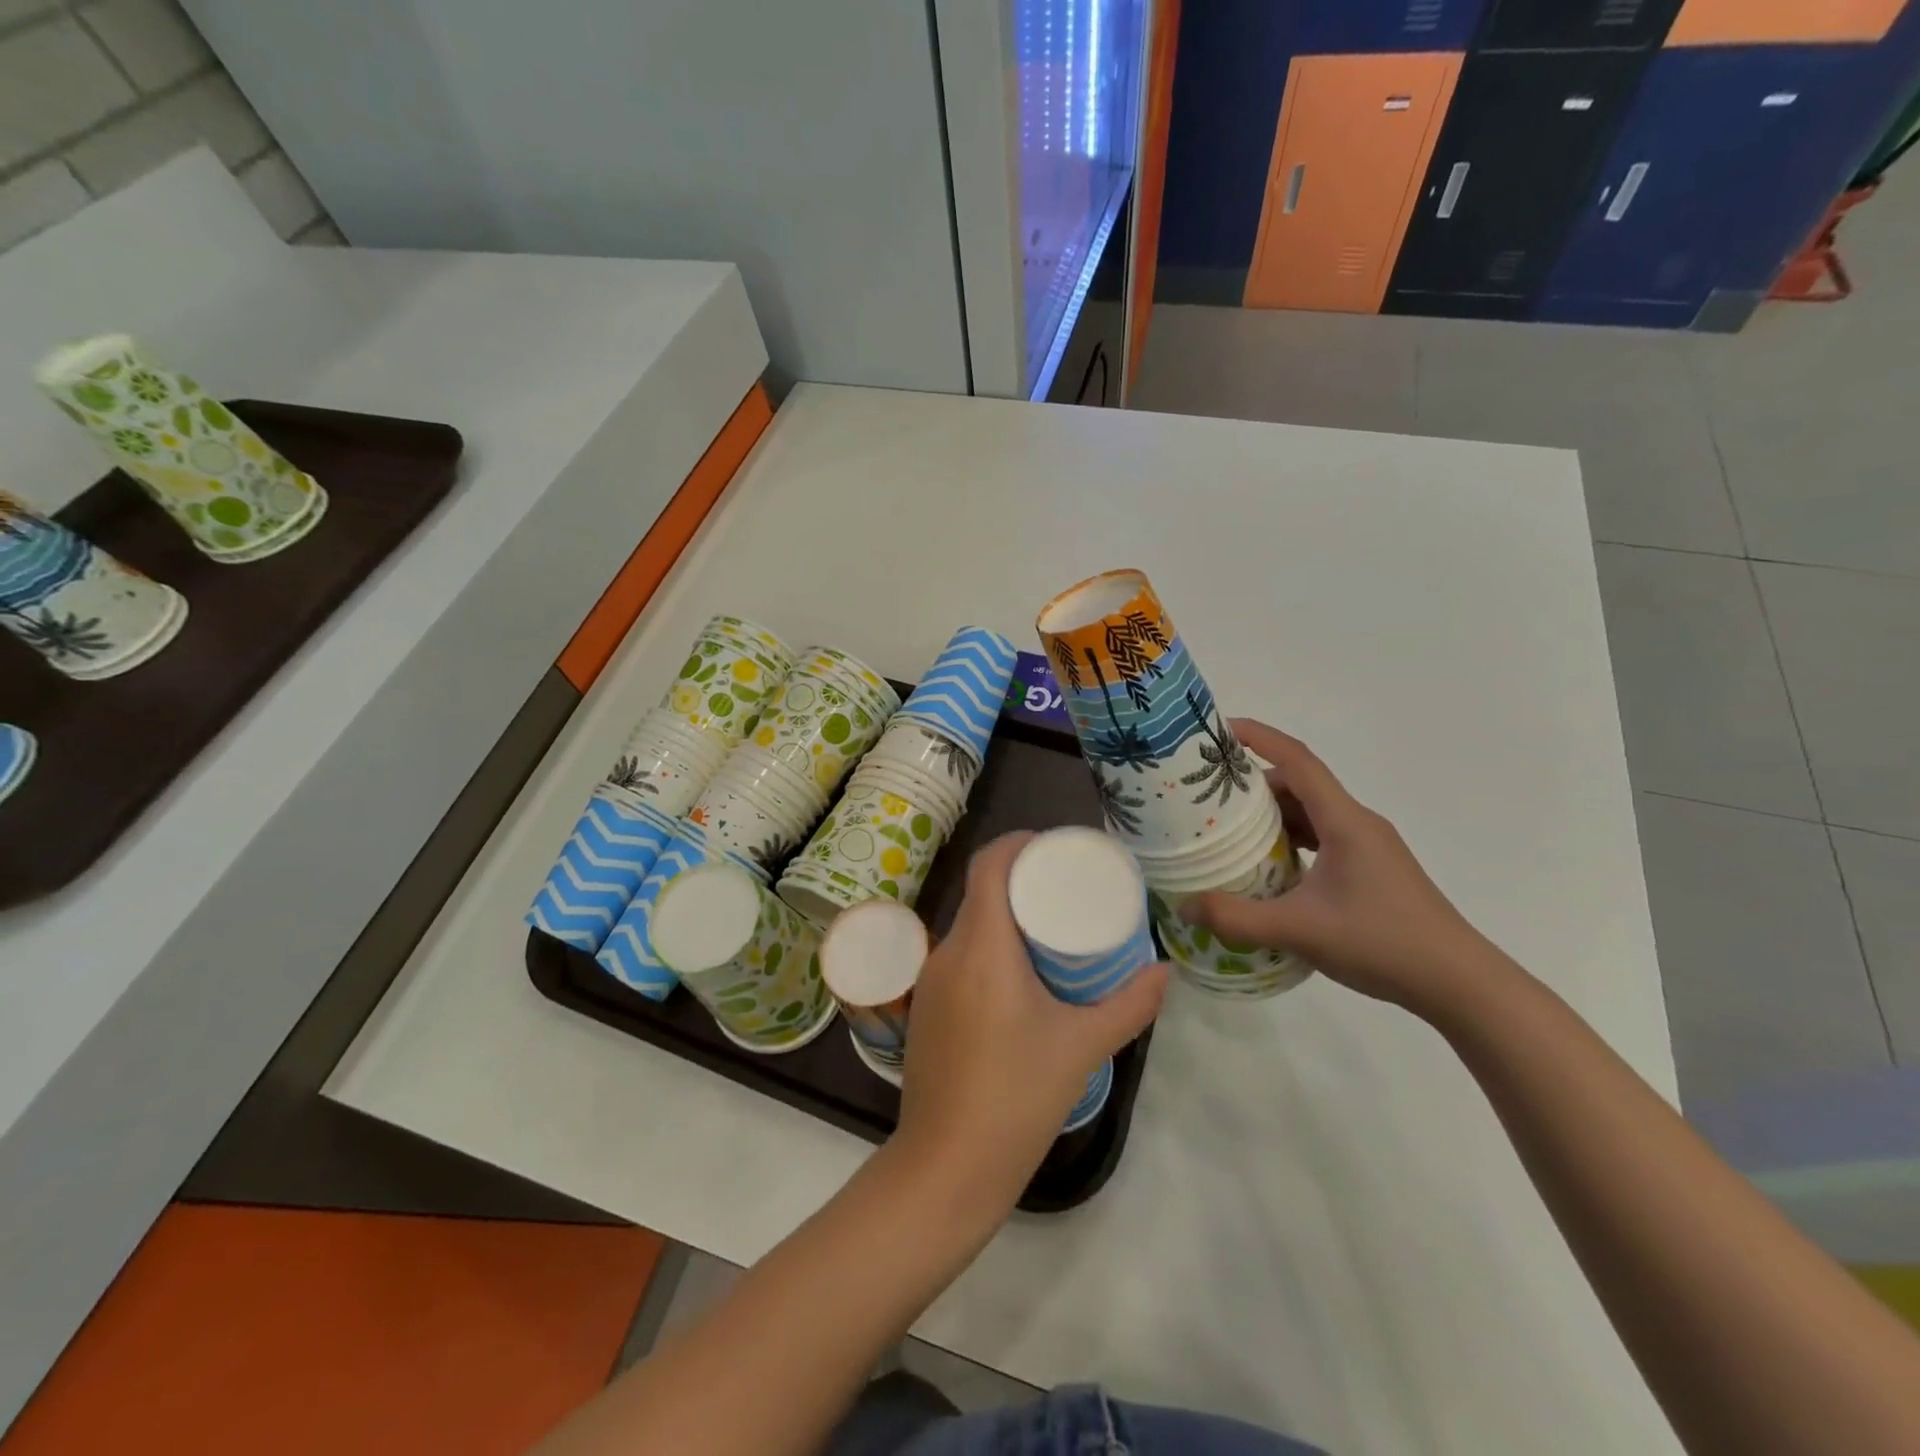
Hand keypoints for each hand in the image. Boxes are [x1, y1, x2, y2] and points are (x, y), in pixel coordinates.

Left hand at [894, 832, 1167, 1219]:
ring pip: (968, 925)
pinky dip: (988, 947)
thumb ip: (1130, 1006)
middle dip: (1020, 880)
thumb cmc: (1017, 1098)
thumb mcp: (1083, 1047)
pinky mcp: (926, 1008)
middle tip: (1065, 889)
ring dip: (1003, 915)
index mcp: (983, 948)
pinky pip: (958, 956)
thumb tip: (1166, 972)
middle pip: (980, 892)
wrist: (946, 1167)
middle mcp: (948, 952)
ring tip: (1048, 929)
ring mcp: (930, 981)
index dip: (1018, 843)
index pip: (989, 866)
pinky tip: (1017, 975)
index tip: (1054, 847)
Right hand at [1181, 720, 1493, 1016]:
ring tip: (1228, 833)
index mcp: (1345, 821)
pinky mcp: (1371, 870)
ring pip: (1311, 814)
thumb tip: (1185, 905)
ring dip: (1271, 816)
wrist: (1458, 983)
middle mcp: (1357, 824)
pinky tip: (1267, 869)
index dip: (1259, 738)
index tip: (1220, 731)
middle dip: (1253, 786)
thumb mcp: (1300, 930)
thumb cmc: (1382, 942)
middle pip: (1300, 785)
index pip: (1298, 760)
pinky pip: (1321, 838)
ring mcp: (1367, 847)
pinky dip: (1289, 841)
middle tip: (1208, 797)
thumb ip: (1237, 918)